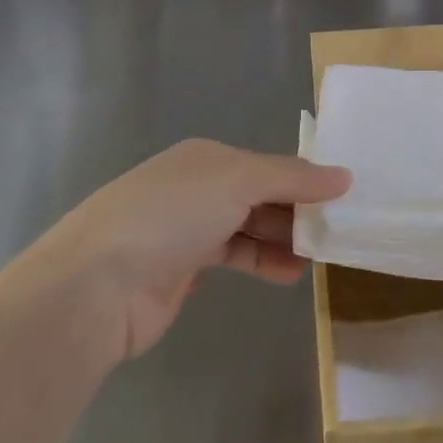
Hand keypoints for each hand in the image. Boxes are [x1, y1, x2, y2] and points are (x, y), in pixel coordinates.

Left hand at [35, 139, 350, 362]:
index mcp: (206, 157)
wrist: (97, 284)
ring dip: (283, 239)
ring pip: (248, 227)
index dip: (304, 179)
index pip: (267, 164)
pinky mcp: (182, 270)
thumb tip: (345, 175)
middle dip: (297, 210)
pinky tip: (289, 273)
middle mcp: (197, 187)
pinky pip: (234, 258)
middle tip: (338, 230)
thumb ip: (292, 177)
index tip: (342, 198)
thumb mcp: (237, 181)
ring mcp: (187, 229)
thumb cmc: (171, 215)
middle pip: (259, 195)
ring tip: (320, 254)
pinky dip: (262, 262)